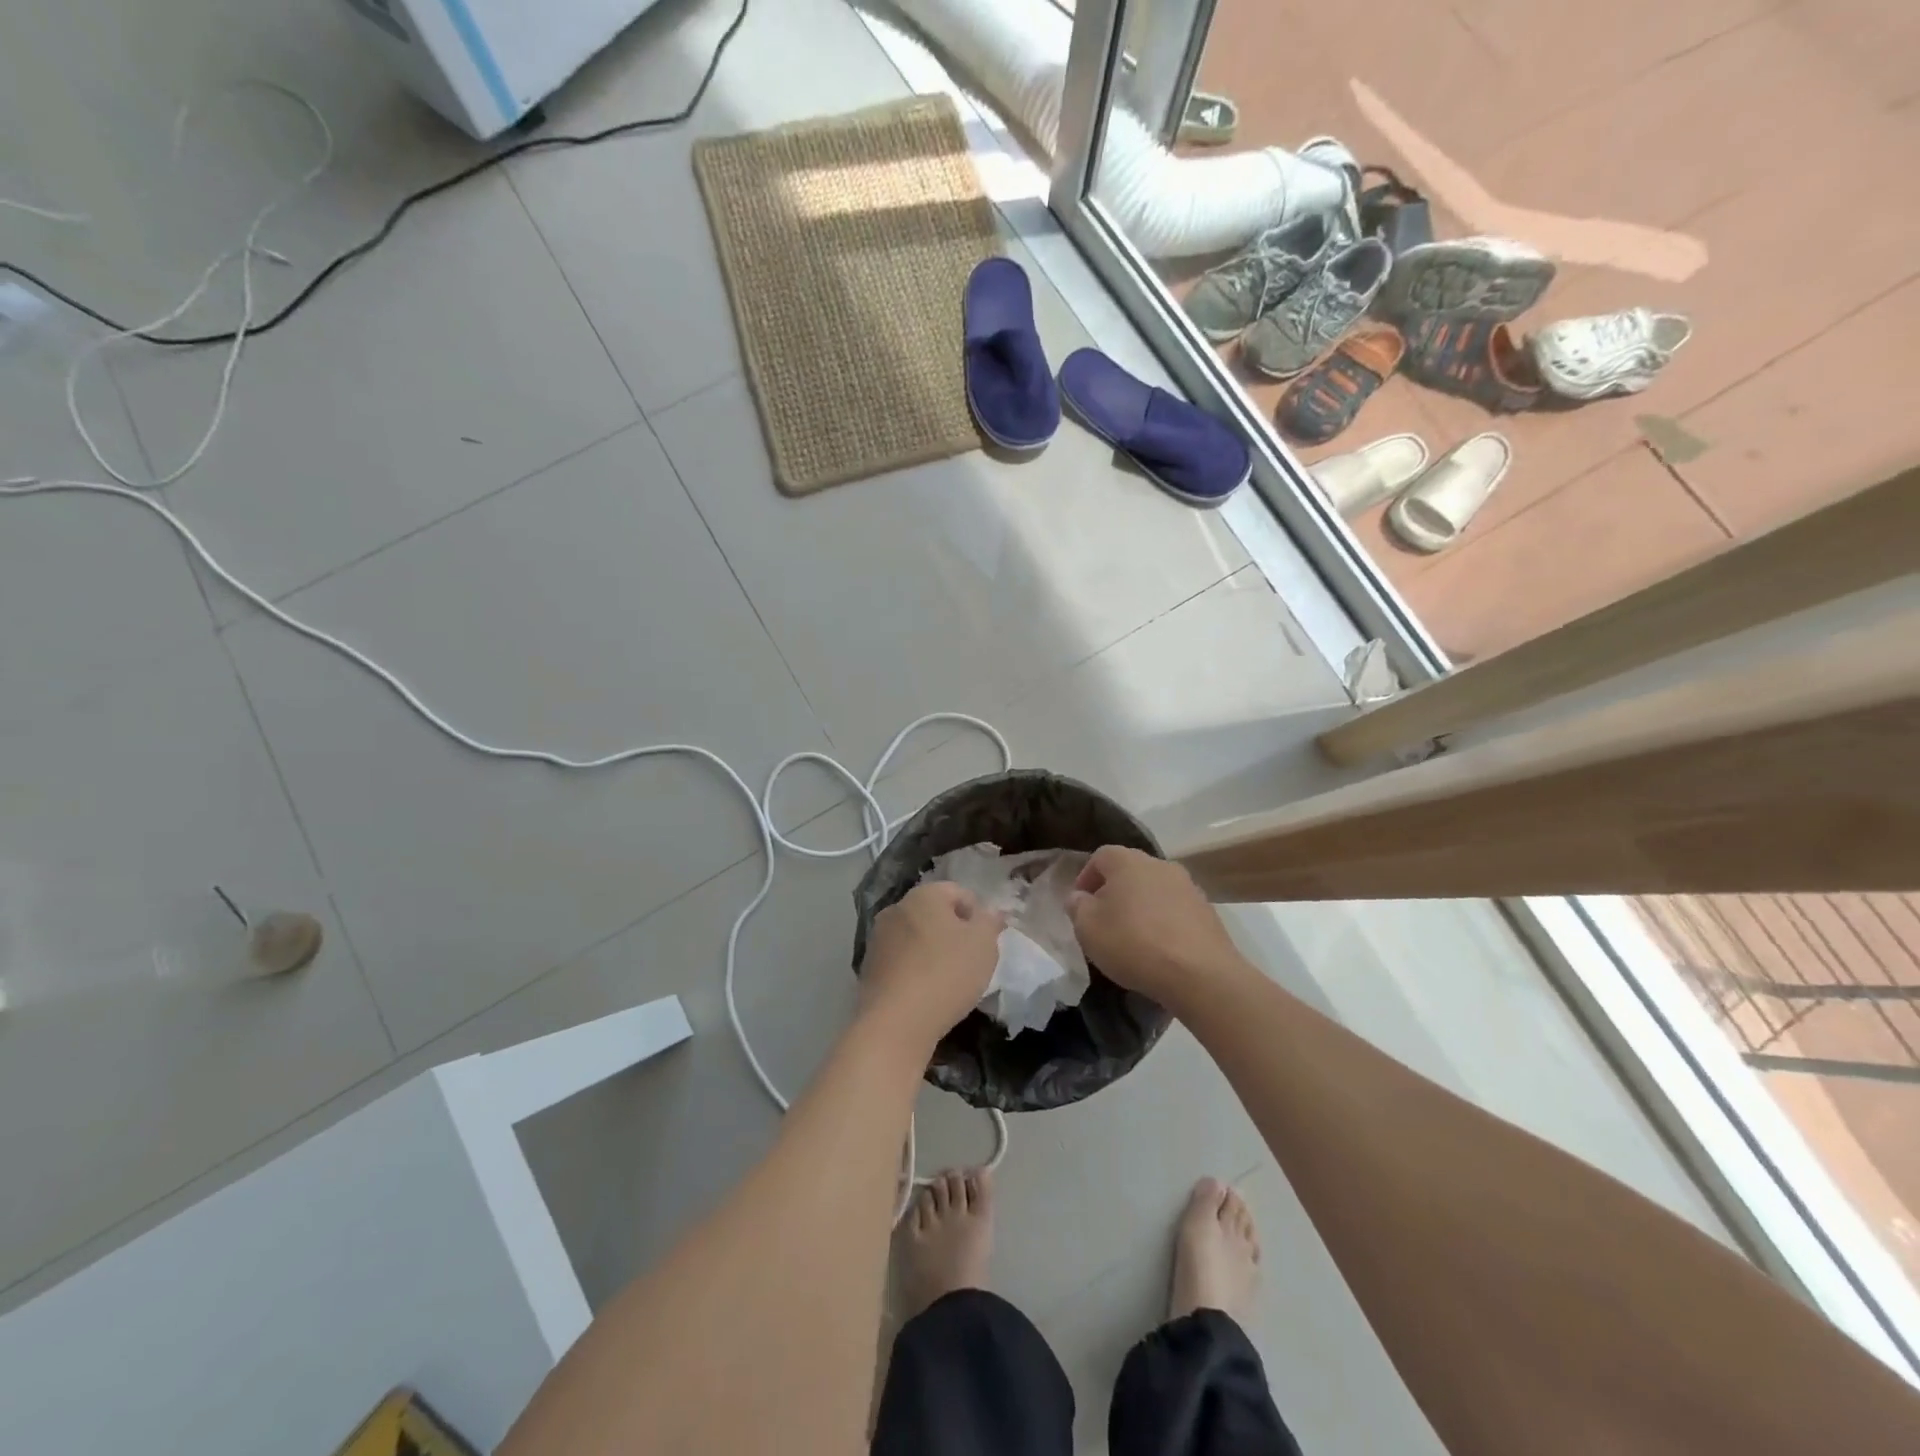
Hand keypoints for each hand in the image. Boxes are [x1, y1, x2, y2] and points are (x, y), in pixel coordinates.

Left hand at [860, 882, 1003, 1045]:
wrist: (896, 1022)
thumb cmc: (946, 973)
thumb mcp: (984, 944)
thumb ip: (990, 922)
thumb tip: (990, 913)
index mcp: (924, 895)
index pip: (958, 892)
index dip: (978, 915)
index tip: (987, 942)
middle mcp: (896, 909)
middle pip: (934, 914)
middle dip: (954, 932)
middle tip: (972, 961)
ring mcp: (878, 939)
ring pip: (916, 938)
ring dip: (933, 952)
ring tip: (950, 981)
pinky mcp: (869, 968)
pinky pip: (902, 961)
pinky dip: (915, 970)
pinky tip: (926, 994)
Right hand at [1068, 846, 1249, 1012]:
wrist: (1200, 974)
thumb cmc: (1134, 944)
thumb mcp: (1088, 928)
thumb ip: (1078, 906)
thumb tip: (1080, 897)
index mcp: (1128, 861)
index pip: (1100, 856)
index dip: (1085, 877)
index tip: (1080, 904)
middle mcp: (1160, 865)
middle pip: (1130, 870)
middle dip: (1114, 891)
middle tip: (1104, 919)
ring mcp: (1188, 887)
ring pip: (1155, 890)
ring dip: (1141, 906)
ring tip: (1132, 937)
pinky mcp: (1208, 911)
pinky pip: (1176, 910)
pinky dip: (1163, 922)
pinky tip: (1159, 948)